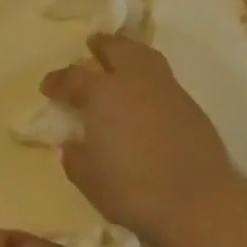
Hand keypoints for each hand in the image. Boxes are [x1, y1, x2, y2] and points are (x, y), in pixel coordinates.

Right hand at [41, 34, 239, 246]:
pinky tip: (144, 90)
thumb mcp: (90, 180)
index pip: (73, 77)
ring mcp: (165, 87)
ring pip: (143, 54)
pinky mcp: (189, 102)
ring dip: (128, 50)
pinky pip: (162, 74)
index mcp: (102, 93)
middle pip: (115, 48)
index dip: (58, 80)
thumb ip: (75, 157)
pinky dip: (148, 72)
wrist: (198, 200)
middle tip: (90, 47)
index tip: (48, 86)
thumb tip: (70, 143)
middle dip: (100, 46)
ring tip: (121, 56)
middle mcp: (133, 80)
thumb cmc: (134, 190)